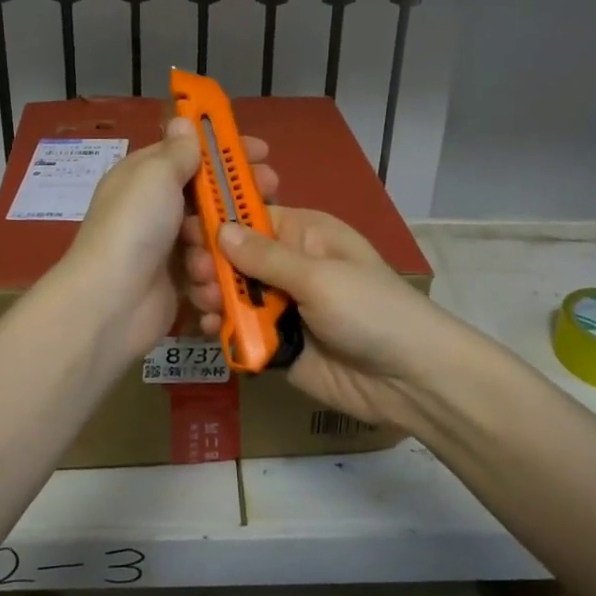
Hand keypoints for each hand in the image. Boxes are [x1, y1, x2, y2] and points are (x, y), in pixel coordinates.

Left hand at [62, 118, 277, 364]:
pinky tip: (212, 280)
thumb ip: (178, 151)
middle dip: (239, 196)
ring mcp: (166, 248)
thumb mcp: (155, 175)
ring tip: (225, 251)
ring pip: (214, 236)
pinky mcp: (177, 284)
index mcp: (145, 178)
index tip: (262, 152)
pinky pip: (209, 272)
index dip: (225, 152)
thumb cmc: (135, 227)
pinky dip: (213, 276)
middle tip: (271, 192)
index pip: (190, 155)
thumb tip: (183, 119)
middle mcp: (155, 210)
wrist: (111, 303)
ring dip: (223, 243)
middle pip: (208, 196)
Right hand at [182, 206, 459, 428]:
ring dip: (214, 296)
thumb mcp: (319, 276)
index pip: (252, 217)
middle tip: (198, 276)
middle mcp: (290, 266)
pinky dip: (223, 329)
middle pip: (235, 258)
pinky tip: (209, 329)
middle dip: (212, 264)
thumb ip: (266, 257)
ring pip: (234, 294)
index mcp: (305, 235)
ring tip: (205, 303)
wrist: (409, 379)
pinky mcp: (278, 344)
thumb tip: (220, 228)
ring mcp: (283, 306)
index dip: (218, 221)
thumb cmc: (370, 310)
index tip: (185, 229)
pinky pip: (241, 331)